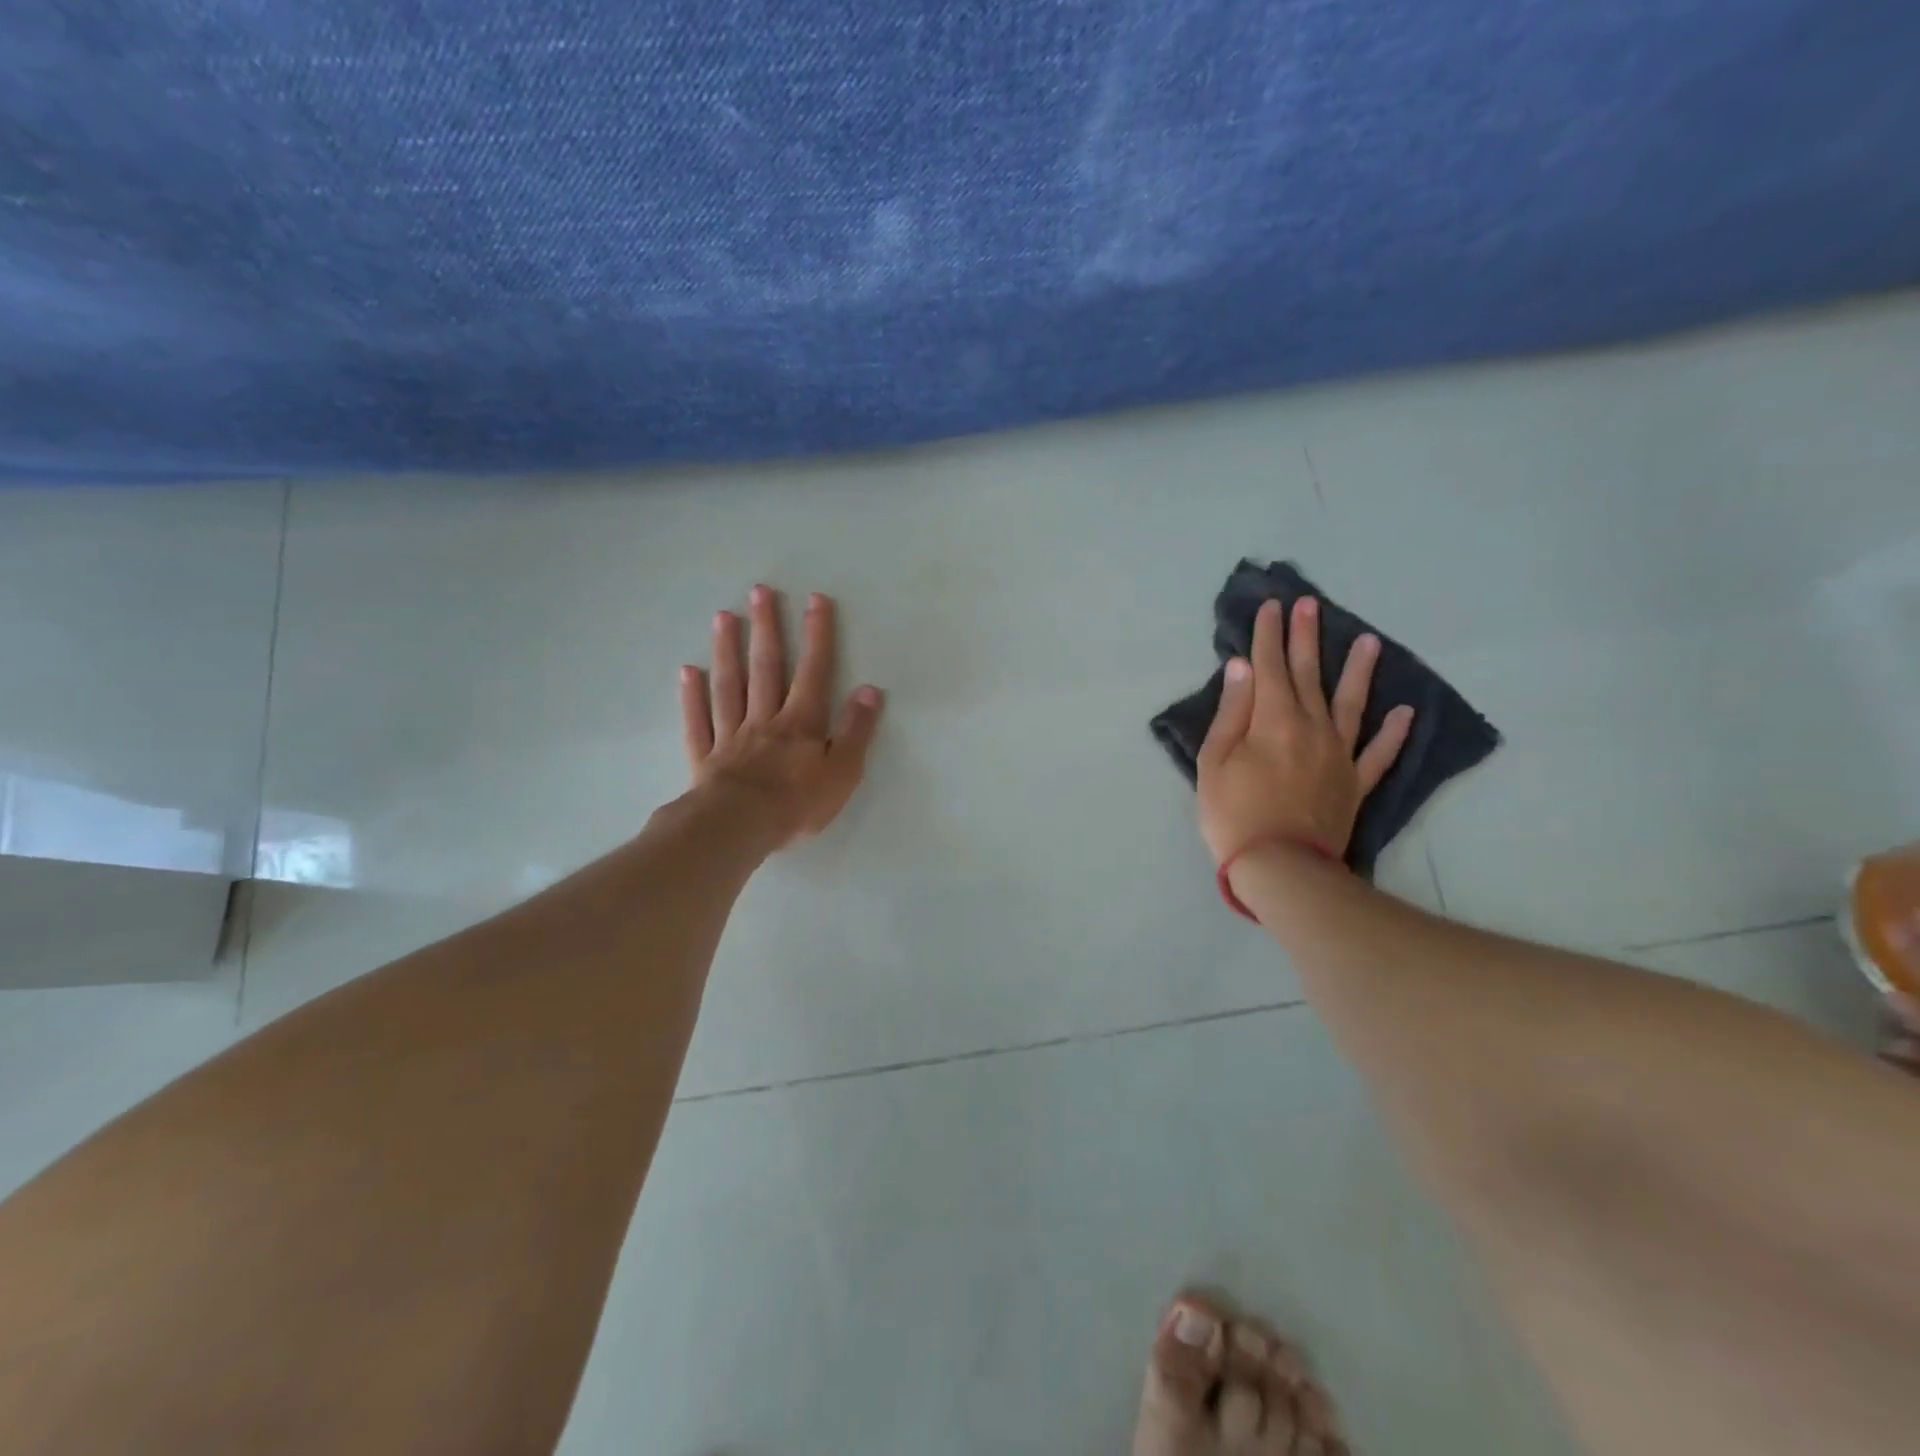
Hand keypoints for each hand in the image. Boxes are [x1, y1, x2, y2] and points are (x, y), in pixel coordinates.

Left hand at [680, 585, 883, 848]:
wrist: (738, 827)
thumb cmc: (797, 803)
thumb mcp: (843, 770)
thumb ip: (856, 730)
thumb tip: (869, 690)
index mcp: (801, 723)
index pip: (814, 672)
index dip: (817, 635)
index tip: (815, 599)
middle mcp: (765, 719)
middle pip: (766, 667)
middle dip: (767, 628)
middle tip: (760, 591)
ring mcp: (731, 735)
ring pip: (729, 685)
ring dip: (728, 650)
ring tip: (724, 617)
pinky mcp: (706, 757)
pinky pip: (699, 721)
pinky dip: (692, 696)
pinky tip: (688, 672)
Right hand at [1196, 596, 1413, 865]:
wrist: (1281, 866)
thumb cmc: (1234, 813)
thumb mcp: (1214, 762)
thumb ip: (1232, 712)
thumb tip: (1243, 668)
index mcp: (1273, 720)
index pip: (1269, 667)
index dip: (1269, 635)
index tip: (1272, 606)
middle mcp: (1311, 727)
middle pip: (1307, 675)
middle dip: (1305, 638)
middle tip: (1310, 604)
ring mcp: (1339, 755)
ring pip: (1351, 704)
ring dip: (1359, 671)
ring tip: (1370, 641)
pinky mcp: (1355, 783)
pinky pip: (1378, 753)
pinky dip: (1393, 733)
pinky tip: (1405, 712)